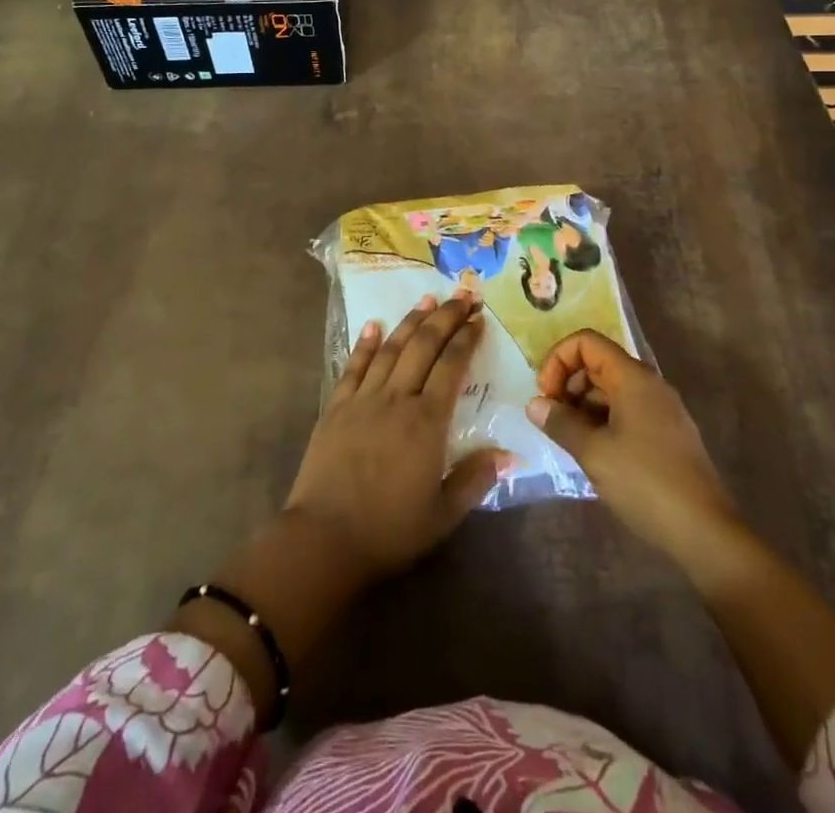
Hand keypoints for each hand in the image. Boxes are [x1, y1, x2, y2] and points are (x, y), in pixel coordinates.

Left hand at [286, 291, 511, 580]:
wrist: (325, 539)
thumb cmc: (390, 530)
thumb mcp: (443, 514)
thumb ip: (476, 479)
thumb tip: (510, 454)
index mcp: (427, 422)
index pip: (452, 367)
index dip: (466, 339)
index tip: (478, 319)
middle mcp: (397, 399)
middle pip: (423, 346)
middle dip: (445, 317)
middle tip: (462, 295)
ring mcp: (363, 399)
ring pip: (391, 349)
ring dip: (410, 321)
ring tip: (427, 299)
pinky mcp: (336, 407)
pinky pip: (353, 366)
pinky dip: (365, 344)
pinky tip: (373, 325)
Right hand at [528, 329, 736, 561]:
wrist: (705, 532)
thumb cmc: (645, 482)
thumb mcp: (594, 452)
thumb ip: (560, 423)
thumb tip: (534, 404)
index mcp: (633, 378)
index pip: (587, 342)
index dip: (559, 359)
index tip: (546, 395)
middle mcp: (649, 385)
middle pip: (598, 363)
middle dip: (568, 384)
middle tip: (551, 419)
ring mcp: (660, 410)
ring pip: (610, 390)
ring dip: (582, 406)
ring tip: (567, 439)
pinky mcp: (665, 434)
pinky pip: (625, 412)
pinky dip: (601, 421)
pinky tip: (591, 452)